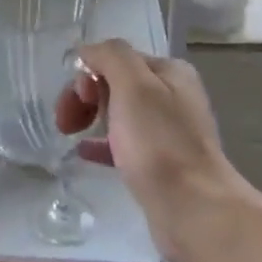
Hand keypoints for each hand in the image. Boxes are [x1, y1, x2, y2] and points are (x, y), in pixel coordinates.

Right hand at [55, 39, 253, 261]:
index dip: (88, 74)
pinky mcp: (160, 164)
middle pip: (114, 84)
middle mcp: (172, 97)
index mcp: (170, 73)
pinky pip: (123, 144)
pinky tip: (83, 152)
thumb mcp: (134, 86)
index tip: (78, 100)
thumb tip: (87, 49)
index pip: (116, 59)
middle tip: (67, 122)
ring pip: (117, 114)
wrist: (194, 211)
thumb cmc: (160, 144)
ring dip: (90, 118)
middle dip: (84, 97)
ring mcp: (167, 132)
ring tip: (70, 134)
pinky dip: (101, 143)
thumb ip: (111, 57)